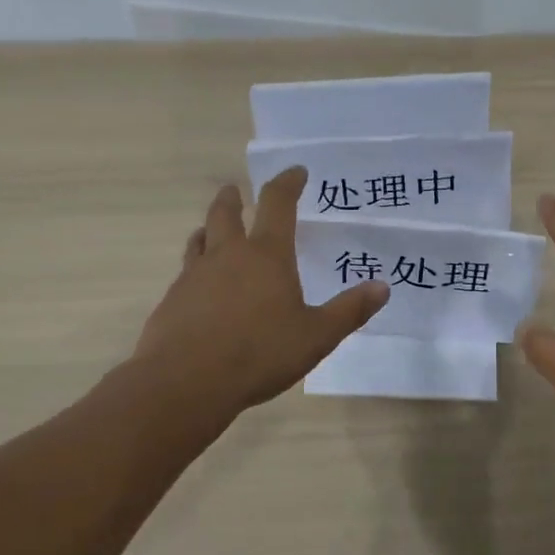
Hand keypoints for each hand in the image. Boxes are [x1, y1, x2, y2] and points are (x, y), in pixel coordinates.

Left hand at [134, 168, 389, 414]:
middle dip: (233, 198)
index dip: (287, 183)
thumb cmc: (260, 353)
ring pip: (199, 240)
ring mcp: (194, 276)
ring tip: (211, 232)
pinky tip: (200, 288)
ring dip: (208, 230)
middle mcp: (228, 255)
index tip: (295, 172)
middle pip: (225, 213)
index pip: (278, 204)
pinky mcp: (172, 300)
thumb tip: (382, 287)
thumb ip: (349, 311)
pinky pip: (185, 273)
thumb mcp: (316, 336)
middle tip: (235, 190)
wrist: (186, 382)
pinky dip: (195, 269)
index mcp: (267, 255)